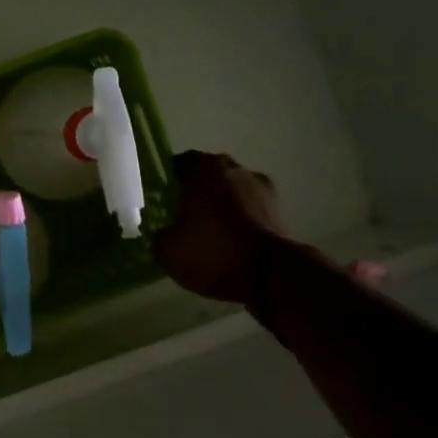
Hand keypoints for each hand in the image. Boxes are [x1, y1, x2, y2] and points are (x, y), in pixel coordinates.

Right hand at [149, 151, 287, 306]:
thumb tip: (160, 233)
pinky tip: (230, 243)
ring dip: (222, 206)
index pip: (181, 163)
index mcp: (204, 169)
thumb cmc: (212, 252)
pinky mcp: (280, 212)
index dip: (169, 179)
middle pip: (210, 175)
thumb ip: (157, 236)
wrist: (271, 275)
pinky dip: (240, 221)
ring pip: (233, 192)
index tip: (162, 198)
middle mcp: (235, 170)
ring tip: (208, 232)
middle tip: (182, 215)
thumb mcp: (168, 251)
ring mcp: (262, 189)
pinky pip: (250, 210)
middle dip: (197, 191)